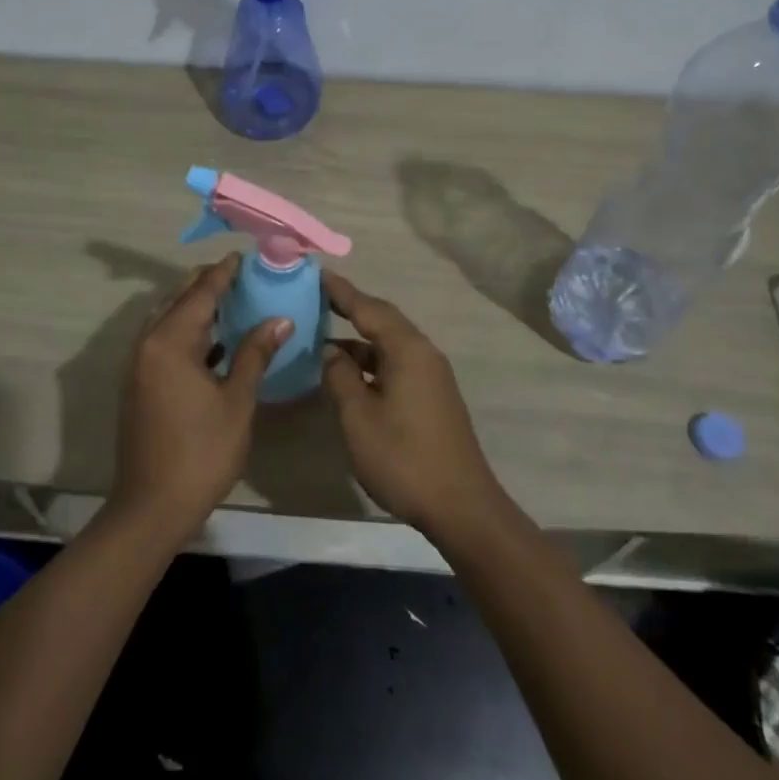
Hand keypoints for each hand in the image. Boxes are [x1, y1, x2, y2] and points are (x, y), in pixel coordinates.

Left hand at [112, 254, 291, 543]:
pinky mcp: (139, 383)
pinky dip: (188, 332)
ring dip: (196, 307)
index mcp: (169, 341)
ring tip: (232, 299)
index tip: (245, 256)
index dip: (223, 273)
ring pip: (168, 320)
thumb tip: (280, 319)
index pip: (201, 293)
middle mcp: (147, 343)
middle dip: (208, 284)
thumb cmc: (201, 452)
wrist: (152, 506)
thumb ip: (255, 354)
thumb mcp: (237, 401)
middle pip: (179, 300)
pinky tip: (215, 340)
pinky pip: (164, 341)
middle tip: (241, 275)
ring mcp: (138, 364)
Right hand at [321, 272, 505, 537]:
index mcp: (407, 350)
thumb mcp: (358, 417)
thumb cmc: (403, 457)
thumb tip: (331, 352)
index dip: (341, 292)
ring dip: (359, 341)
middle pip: (383, 321)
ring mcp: (432, 376)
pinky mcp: (433, 396)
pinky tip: (350, 375)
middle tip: (318, 299)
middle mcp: (424, 353)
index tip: (317, 274)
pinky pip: (397, 364)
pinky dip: (371, 362)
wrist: (461, 505)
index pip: (369, 308)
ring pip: (389, 345)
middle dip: (351, 309)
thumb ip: (340, 377)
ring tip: (324, 338)